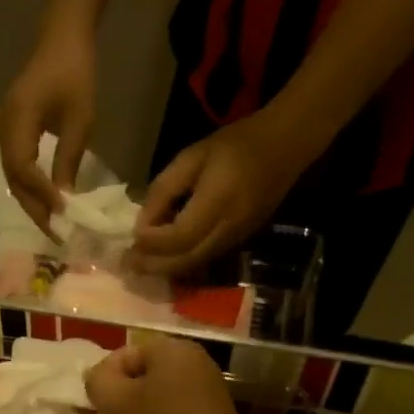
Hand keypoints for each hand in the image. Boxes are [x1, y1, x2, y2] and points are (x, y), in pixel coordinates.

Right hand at [0, 27, 96, 236]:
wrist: (63, 38)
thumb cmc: (76, 74)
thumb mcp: (80, 120)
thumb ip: (68, 160)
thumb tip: (65, 201)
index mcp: (17, 119)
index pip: (22, 167)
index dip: (40, 194)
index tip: (61, 215)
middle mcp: (3, 127)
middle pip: (13, 178)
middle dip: (35, 207)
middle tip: (56, 233)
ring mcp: (4, 129)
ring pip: (13, 176)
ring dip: (32, 201)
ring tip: (53, 224)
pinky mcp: (11, 131)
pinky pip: (17, 166)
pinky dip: (31, 187)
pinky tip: (47, 202)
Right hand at [67, 336, 252, 413]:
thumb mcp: (116, 400)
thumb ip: (97, 381)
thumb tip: (97, 378)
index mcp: (172, 354)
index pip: (125, 355)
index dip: (99, 377)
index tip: (84, 402)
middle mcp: (185, 373)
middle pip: (132, 387)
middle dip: (98, 412)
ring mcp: (192, 407)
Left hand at [129, 110, 311, 276]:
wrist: (285, 146)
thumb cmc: (235, 144)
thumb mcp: (192, 156)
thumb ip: (164, 189)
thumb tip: (142, 222)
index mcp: (217, 202)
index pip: (178, 236)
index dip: (152, 241)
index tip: (132, 237)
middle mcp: (227, 228)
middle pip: (185, 260)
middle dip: (153, 265)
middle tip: (127, 264)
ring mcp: (235, 239)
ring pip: (194, 265)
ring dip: (165, 269)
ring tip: (140, 265)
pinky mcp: (238, 243)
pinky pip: (204, 260)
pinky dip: (180, 263)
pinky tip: (164, 258)